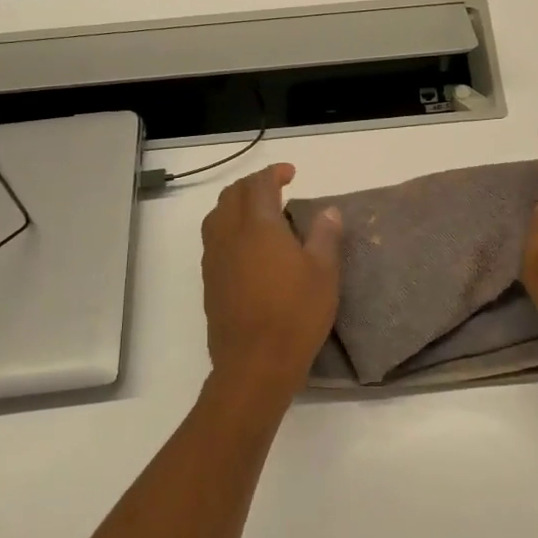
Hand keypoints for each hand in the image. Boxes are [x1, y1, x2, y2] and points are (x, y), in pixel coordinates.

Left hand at [201, 164, 342, 407]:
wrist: (254, 364)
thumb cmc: (295, 314)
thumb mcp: (324, 273)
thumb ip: (325, 236)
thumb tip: (328, 211)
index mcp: (259, 227)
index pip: (259, 186)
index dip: (273, 173)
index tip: (291, 173)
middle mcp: (230, 236)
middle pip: (232, 196)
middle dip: (252, 185)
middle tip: (276, 189)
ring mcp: (215, 260)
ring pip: (216, 217)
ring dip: (236, 205)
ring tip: (259, 214)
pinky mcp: (209, 282)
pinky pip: (213, 240)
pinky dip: (228, 228)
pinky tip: (247, 247)